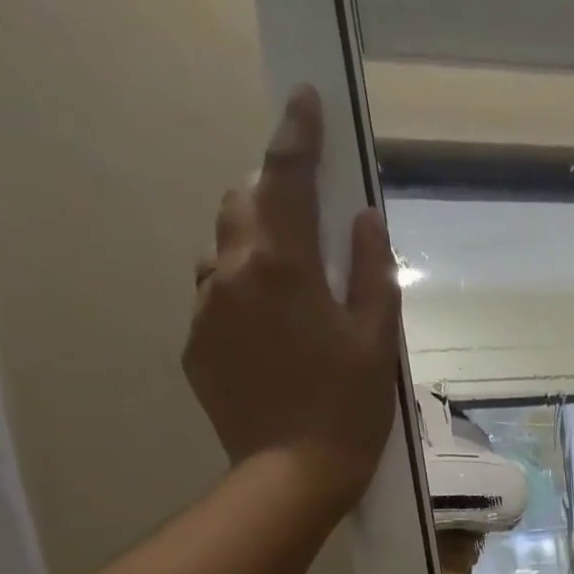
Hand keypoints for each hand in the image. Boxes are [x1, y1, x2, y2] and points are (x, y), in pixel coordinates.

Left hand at [185, 86, 400, 511]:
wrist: (292, 474)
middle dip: (272, 196)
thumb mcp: (378, 343)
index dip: (298, 136)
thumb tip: (364, 220)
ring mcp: (205, 309)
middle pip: (242, 203)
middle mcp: (231, 273)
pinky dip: (244, 297)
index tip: (304, 99)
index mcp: (283, 267)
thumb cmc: (349, 409)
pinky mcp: (195, 344)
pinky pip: (216, 298)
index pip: (287, 180)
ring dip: (257, 250)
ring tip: (294, 293)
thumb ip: (372, 274)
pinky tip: (275, 339)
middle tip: (309, 221)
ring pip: (224, 252)